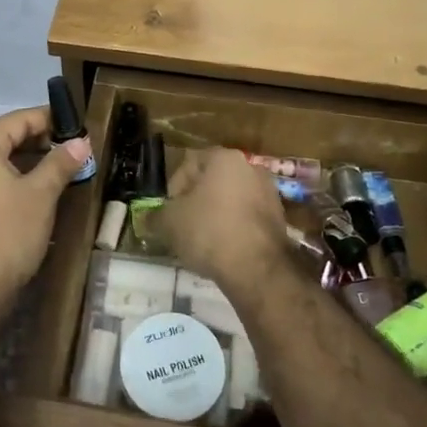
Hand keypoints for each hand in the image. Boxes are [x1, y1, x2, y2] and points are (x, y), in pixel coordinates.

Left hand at [0, 107, 88, 316]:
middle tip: (74, 146)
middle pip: (7, 138)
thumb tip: (81, 141)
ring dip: (33, 161)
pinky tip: (43, 191)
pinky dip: (20, 179)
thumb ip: (60, 163)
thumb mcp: (41, 194)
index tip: (75, 122)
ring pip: (2, 162)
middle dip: (42, 139)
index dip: (47, 117)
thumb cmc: (8, 232)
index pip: (16, 120)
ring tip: (64, 167)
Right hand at [159, 147, 292, 292]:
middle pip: (211, 181)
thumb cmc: (209, 231)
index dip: (173, 189)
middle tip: (182, 225)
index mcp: (223, 158)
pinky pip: (246, 218)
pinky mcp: (280, 218)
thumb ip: (154, 217)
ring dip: (215, 215)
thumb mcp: (169, 223)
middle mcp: (250, 167)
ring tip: (202, 241)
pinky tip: (224, 249)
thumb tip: (146, 219)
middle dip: (195, 202)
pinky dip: (234, 229)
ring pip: (231, 200)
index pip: (189, 164)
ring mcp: (269, 193)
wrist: (258, 268)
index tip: (169, 212)